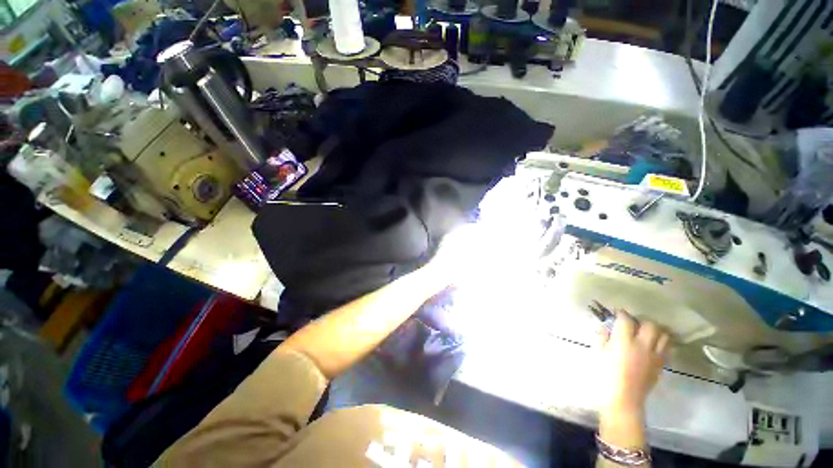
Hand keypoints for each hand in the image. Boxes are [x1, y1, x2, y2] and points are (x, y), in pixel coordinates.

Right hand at [598, 310, 670, 416]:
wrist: (624, 399)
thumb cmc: (606, 375)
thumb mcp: (599, 353)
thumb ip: (604, 337)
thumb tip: (606, 326)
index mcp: (624, 341)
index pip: (626, 319)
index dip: (621, 313)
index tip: (617, 312)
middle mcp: (643, 345)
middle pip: (651, 324)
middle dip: (642, 320)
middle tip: (634, 323)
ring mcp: (655, 355)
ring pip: (664, 335)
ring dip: (656, 330)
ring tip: (648, 332)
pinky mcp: (661, 365)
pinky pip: (666, 348)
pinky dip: (661, 343)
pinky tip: (653, 345)